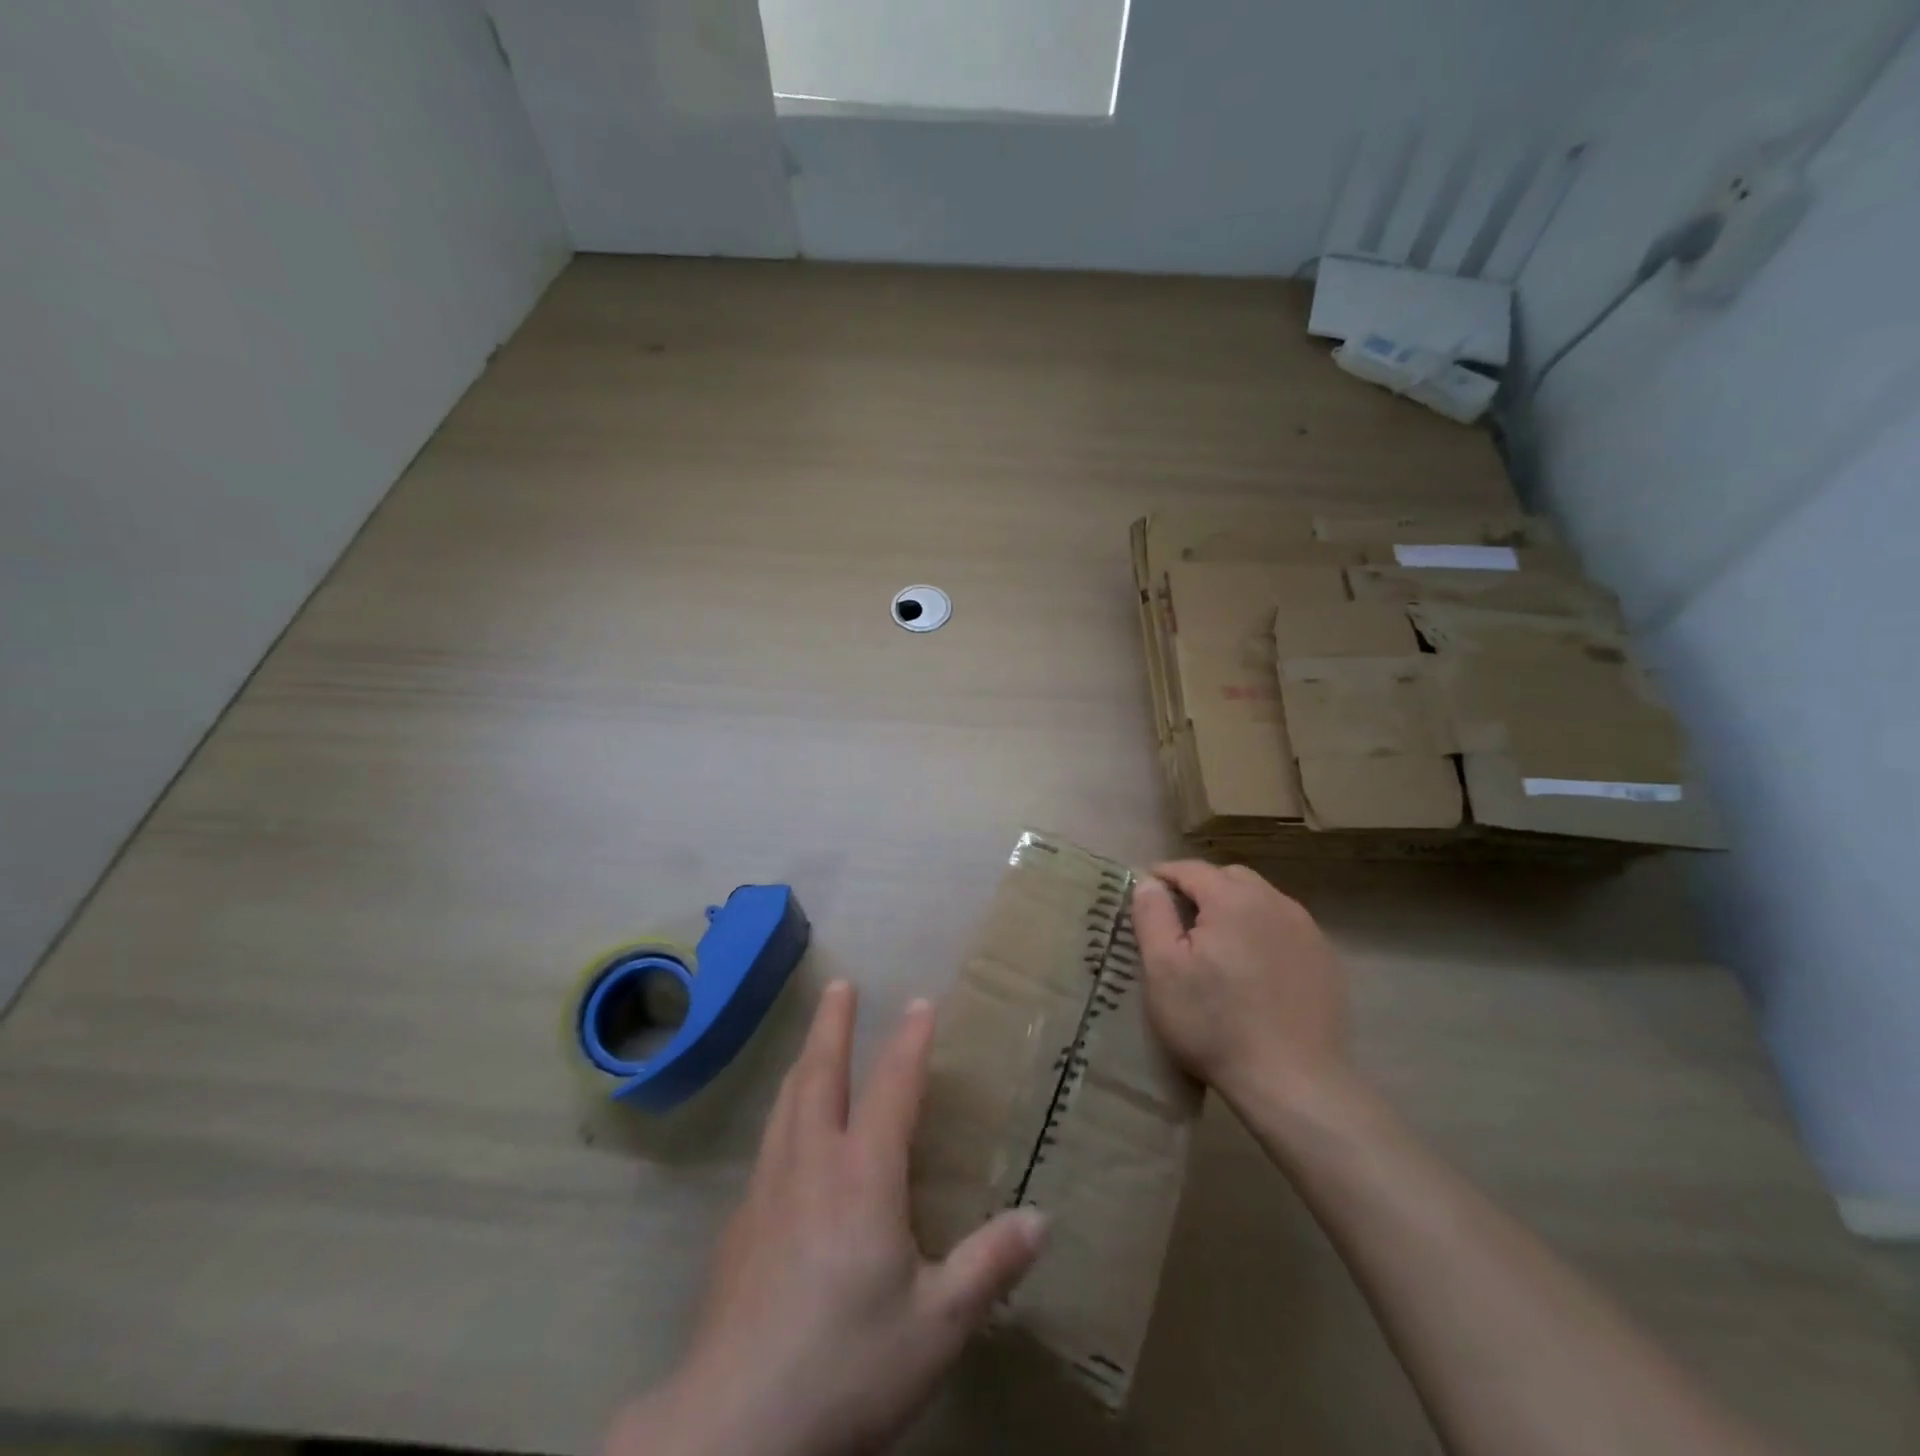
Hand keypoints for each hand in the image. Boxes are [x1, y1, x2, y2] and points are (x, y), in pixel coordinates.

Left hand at [607, 982, 1047, 1455]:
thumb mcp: (937, 1325)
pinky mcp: (739, 1225)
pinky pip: (768, 1143)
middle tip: (839, 985)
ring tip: (812, 1039)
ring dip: (804, 1060)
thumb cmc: (848, 1364)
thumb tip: (1042, 1220)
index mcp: (863, 1175)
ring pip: (787, 1102)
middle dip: (833, 1024)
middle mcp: (812, 1163)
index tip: (920, 1002)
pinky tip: (784, 1134)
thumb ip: (989, 1266)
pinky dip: (783, 1112)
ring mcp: (768, 1190)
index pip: (892, 1087)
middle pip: (821, 1074)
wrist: (736, 1426)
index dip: (909, 1041)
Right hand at [1130, 861, 1350, 1109]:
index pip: (1191, 869)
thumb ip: (1152, 915)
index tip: (1146, 892)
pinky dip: (1262, 931)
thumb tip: (1149, 882)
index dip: (1164, 875)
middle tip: (1179, 918)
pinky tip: (1254, 966)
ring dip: (1234, 908)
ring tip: (1216, 942)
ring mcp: (1306, 930)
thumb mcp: (1163, 970)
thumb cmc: (1215, 1024)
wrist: (1294, 1082)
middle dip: (1201, 887)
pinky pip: (1285, 927)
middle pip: (1230, 877)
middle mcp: (1274, 902)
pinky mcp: (1325, 959)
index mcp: (1232, 899)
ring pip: (1261, 899)